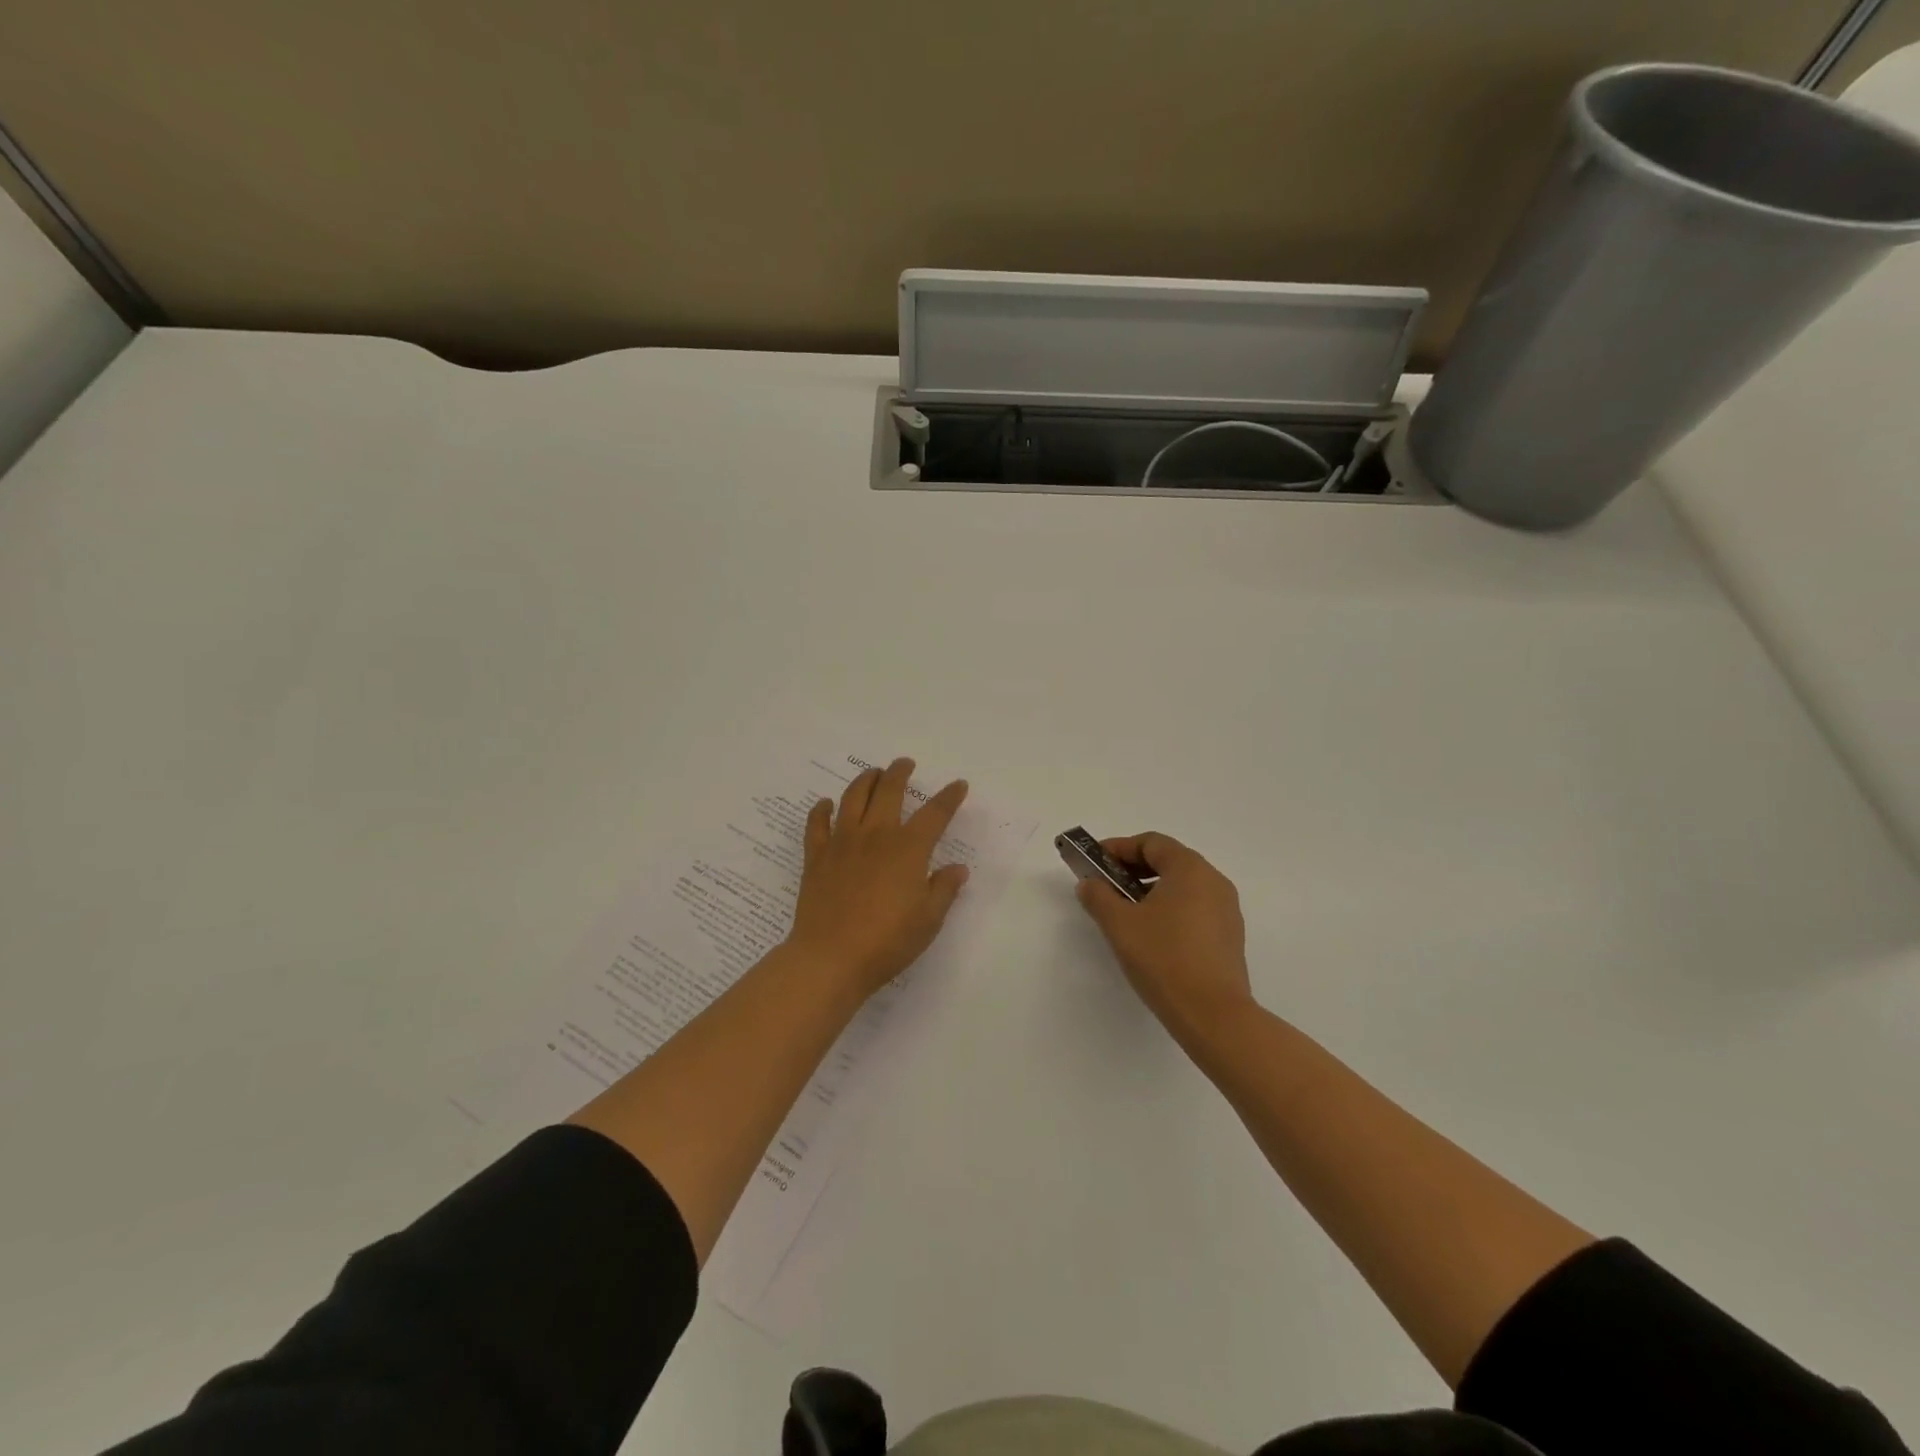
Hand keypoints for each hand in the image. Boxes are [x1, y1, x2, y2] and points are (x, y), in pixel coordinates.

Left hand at [785, 757, 970, 999]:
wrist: (831, 958)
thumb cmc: (888, 942)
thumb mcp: (928, 920)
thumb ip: (944, 889)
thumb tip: (958, 868)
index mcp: (908, 849)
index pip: (935, 814)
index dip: (949, 797)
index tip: (958, 785)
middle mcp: (876, 835)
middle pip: (888, 791)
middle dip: (899, 772)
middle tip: (905, 763)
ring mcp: (842, 843)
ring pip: (852, 798)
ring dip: (864, 780)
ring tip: (872, 773)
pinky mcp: (816, 856)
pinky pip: (817, 824)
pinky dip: (821, 810)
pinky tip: (825, 804)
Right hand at [1076, 832, 1254, 1042]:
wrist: (1212, 1014)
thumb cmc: (1163, 958)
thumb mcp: (1119, 924)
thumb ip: (1099, 896)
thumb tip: (1090, 884)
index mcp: (1190, 869)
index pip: (1151, 843)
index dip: (1119, 848)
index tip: (1095, 863)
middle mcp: (1214, 882)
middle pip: (1169, 861)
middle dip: (1133, 870)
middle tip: (1106, 887)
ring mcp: (1227, 910)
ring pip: (1182, 887)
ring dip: (1150, 891)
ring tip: (1125, 914)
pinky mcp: (1229, 937)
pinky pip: (1195, 909)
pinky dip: (1170, 911)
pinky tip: (1151, 936)